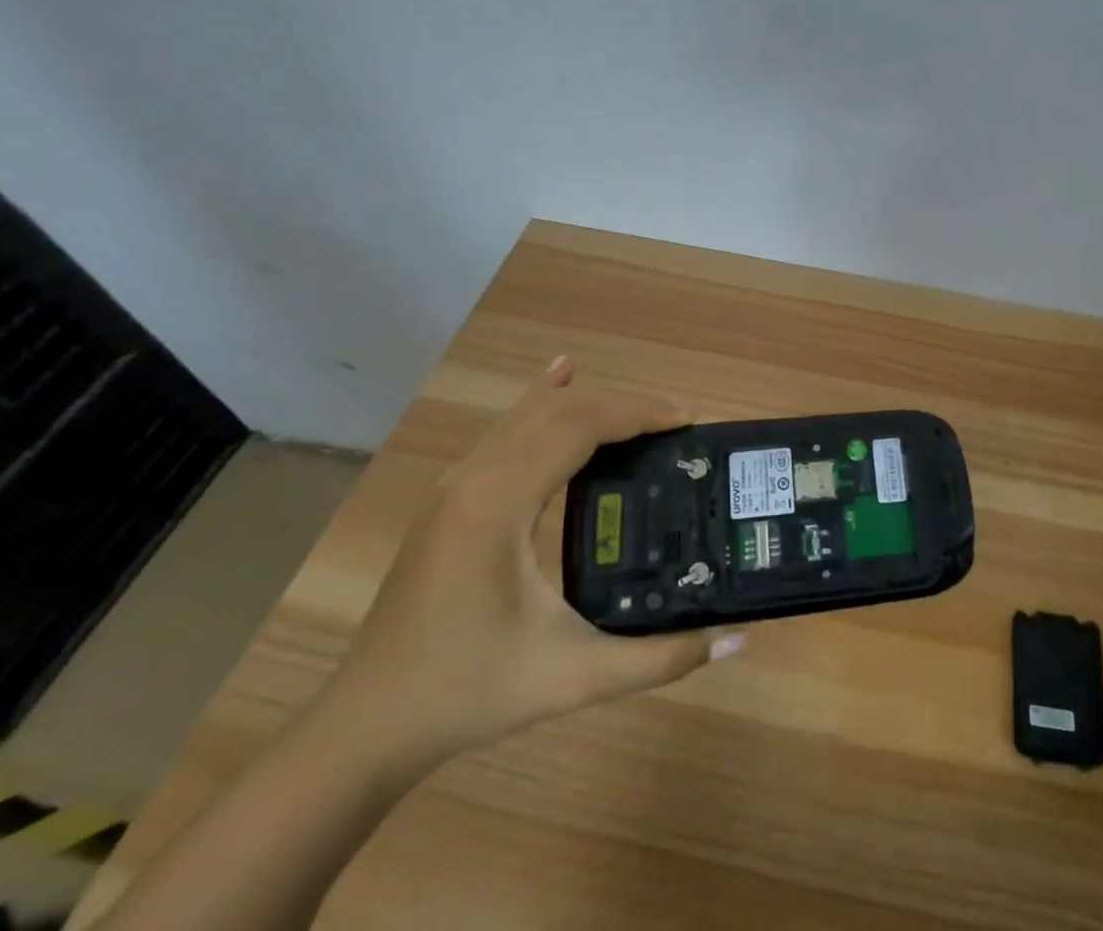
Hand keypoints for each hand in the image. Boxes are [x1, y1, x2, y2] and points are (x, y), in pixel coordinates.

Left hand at [315, 357, 745, 783]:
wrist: (365, 728)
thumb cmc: (468, 695)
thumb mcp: (573, 677)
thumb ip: (660, 659)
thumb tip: (737, 642)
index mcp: (499, 503)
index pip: (580, 426)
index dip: (637, 413)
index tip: (686, 421)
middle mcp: (474, 477)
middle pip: (559, 410)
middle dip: (622, 407)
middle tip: (674, 425)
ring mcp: (455, 483)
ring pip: (530, 413)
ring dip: (588, 403)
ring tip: (639, 413)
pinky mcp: (450, 497)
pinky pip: (506, 429)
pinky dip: (542, 401)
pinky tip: (560, 375)